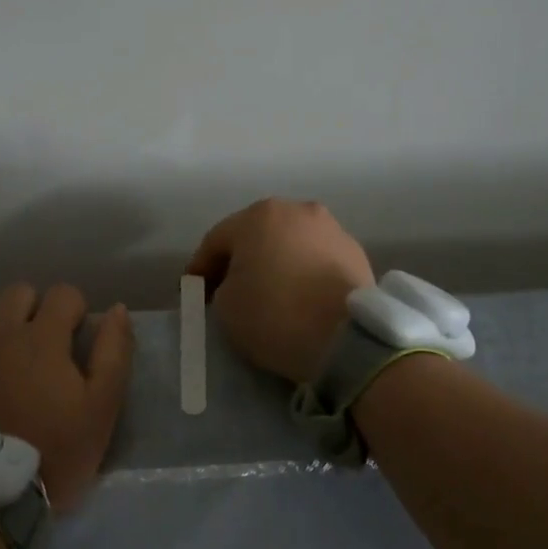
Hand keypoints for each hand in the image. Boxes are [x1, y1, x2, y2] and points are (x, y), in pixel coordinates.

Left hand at [0, 285, 133, 511]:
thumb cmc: (51, 455)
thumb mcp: (101, 410)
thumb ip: (113, 354)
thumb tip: (118, 310)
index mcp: (43, 338)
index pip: (64, 294)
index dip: (75, 310)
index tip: (76, 336)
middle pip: (19, 292)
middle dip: (35, 307)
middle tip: (39, 342)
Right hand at [186, 198, 374, 384]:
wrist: (346, 338)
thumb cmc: (275, 315)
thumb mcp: (225, 306)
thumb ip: (222, 287)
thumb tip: (238, 285)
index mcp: (258, 215)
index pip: (216, 241)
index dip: (199, 269)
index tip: (192, 295)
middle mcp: (296, 210)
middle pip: (255, 235)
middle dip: (239, 261)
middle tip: (227, 291)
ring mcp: (331, 228)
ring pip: (289, 244)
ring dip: (275, 263)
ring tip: (269, 294)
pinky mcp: (356, 252)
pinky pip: (316, 259)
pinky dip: (303, 273)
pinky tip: (300, 297)